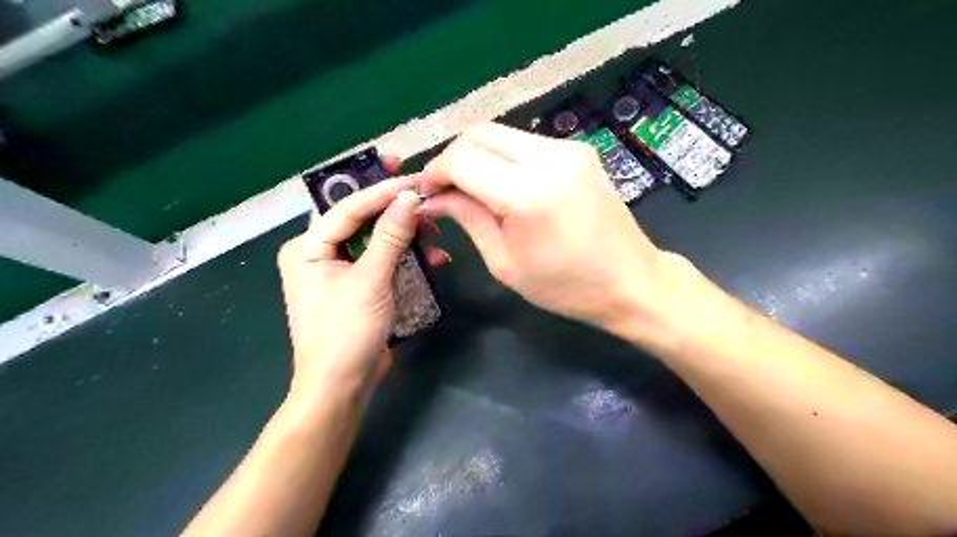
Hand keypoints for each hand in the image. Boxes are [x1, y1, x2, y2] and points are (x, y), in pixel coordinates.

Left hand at [280, 158, 450, 399]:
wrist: (341, 387)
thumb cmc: (346, 333)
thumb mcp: (370, 281)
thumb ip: (389, 237)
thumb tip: (409, 197)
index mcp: (307, 247)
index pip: (346, 207)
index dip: (381, 191)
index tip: (414, 178)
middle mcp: (319, 253)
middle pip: (360, 219)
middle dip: (395, 211)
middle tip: (426, 197)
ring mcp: (340, 270)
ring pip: (376, 240)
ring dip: (407, 238)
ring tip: (437, 236)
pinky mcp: (358, 286)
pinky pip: (382, 261)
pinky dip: (406, 259)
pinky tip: (433, 260)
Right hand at [422, 121, 674, 330]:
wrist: (632, 281)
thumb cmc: (565, 286)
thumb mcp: (505, 262)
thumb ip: (468, 219)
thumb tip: (435, 197)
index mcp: (528, 194)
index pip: (463, 160)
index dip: (436, 172)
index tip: (427, 192)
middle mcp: (550, 158)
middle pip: (480, 133)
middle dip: (452, 156)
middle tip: (444, 187)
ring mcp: (569, 149)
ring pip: (502, 133)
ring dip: (477, 154)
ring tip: (470, 187)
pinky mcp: (580, 150)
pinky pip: (526, 143)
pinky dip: (503, 156)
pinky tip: (502, 183)